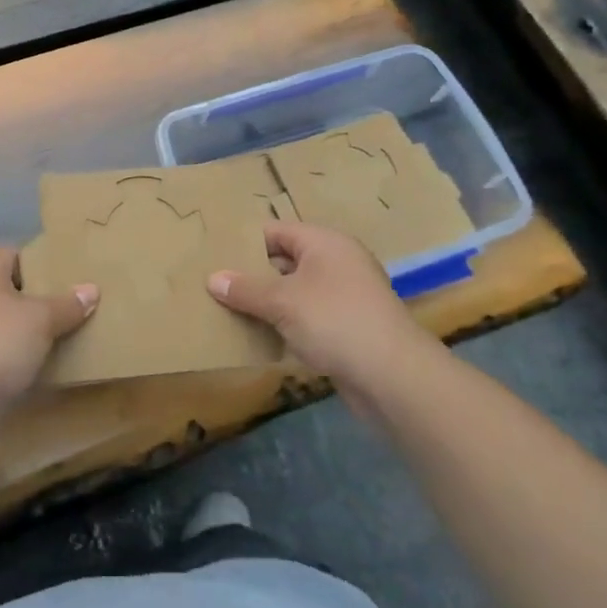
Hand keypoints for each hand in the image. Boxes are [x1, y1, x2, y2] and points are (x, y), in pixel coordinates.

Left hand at [0, 246, 97, 414]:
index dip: (41, 265)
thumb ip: (67, 304)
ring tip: (55, 340)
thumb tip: (91, 289)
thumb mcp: (42, 319)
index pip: (14, 254)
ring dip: (20, 331)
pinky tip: (30, 367)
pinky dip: (7, 355)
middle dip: (34, 301)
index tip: (66, 281)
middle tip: (67, 311)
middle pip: (6, 288)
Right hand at [207, 222, 431, 383]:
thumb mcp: (282, 302)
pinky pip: (308, 317)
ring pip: (296, 292)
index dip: (246, 243)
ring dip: (268, 303)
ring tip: (229, 310)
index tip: (214, 256)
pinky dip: (286, 324)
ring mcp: (346, 296)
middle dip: (253, 274)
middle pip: (285, 261)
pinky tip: (261, 337)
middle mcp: (337, 263)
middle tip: (215, 285)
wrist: (393, 376)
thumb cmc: (335, 321)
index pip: (276, 232)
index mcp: (325, 243)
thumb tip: (213, 278)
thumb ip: (245, 289)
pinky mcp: (348, 328)